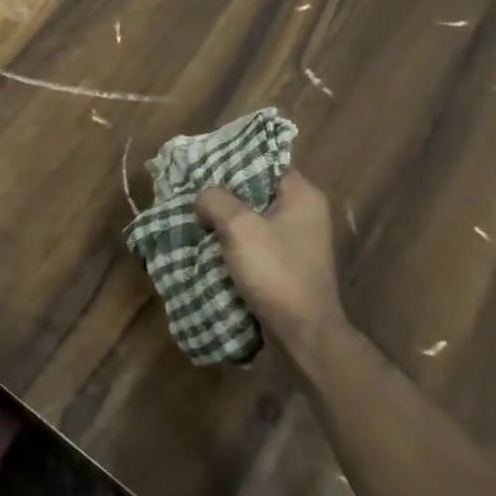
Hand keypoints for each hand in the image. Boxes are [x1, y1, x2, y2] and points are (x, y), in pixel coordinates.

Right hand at [196, 169, 344, 360]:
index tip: (202, 164)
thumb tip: (203, 198)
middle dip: (223, 191)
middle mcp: (304, 213)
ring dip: (224, 218)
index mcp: (302, 196)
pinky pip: (254, 240)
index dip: (232, 160)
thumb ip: (215, 199)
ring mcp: (296, 241)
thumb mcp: (239, 227)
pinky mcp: (286, 264)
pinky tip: (207, 242)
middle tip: (191, 190)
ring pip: (251, 216)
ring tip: (193, 215)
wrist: (303, 335)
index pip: (264, 160)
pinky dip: (232, 240)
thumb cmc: (276, 272)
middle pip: (255, 188)